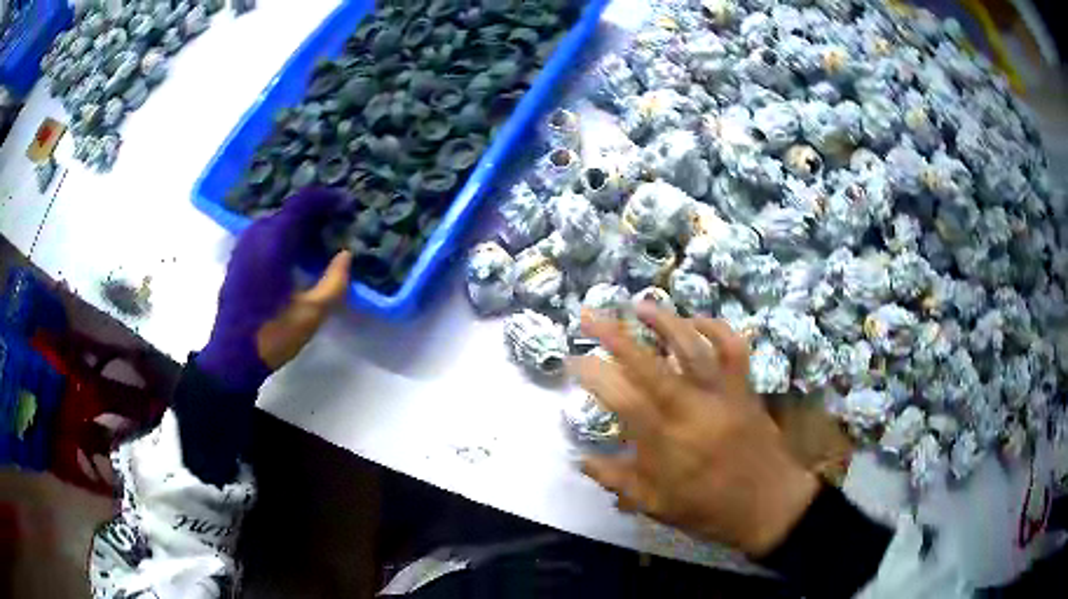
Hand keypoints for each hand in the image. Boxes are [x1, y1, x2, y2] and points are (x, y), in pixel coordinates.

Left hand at [197, 188, 351, 390]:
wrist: (232, 356)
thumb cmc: (272, 334)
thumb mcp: (312, 313)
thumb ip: (334, 281)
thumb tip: (345, 255)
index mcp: (274, 242)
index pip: (303, 203)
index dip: (328, 199)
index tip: (348, 205)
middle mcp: (256, 235)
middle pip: (289, 209)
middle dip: (315, 211)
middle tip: (337, 223)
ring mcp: (243, 246)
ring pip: (276, 221)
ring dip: (298, 223)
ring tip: (318, 238)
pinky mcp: (238, 259)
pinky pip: (264, 234)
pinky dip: (283, 234)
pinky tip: (294, 254)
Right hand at [572, 303, 818, 556]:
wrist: (769, 505)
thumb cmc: (708, 510)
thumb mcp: (656, 506)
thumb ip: (616, 480)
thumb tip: (580, 459)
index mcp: (666, 442)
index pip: (622, 398)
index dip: (593, 375)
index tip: (572, 359)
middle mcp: (691, 410)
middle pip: (648, 364)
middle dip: (614, 335)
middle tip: (589, 315)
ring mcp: (722, 394)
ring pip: (692, 346)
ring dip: (664, 320)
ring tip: (639, 304)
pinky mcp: (744, 388)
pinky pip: (733, 348)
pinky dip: (715, 328)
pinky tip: (696, 321)